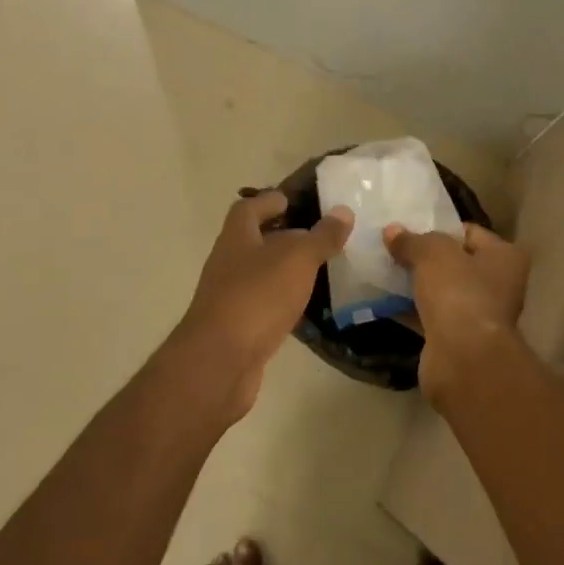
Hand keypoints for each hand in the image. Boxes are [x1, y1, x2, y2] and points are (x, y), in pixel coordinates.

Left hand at [173, 191, 353, 419]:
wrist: (220, 363)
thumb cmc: (257, 297)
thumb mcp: (297, 259)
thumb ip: (321, 236)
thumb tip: (343, 211)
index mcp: (237, 237)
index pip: (249, 208)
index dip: (270, 201)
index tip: (294, 201)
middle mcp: (228, 263)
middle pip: (254, 240)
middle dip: (283, 236)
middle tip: (318, 236)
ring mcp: (230, 297)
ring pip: (260, 274)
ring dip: (285, 270)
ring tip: (320, 270)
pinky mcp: (237, 328)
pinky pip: (263, 305)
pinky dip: (283, 301)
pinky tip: (306, 307)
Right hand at [383, 222, 529, 406]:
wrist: (463, 359)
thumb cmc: (459, 293)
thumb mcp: (432, 254)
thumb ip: (412, 240)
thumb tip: (392, 231)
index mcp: (504, 257)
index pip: (469, 232)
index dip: (439, 228)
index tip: (409, 228)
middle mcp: (499, 285)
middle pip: (455, 262)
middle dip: (425, 258)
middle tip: (393, 249)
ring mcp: (478, 314)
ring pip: (441, 291)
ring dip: (416, 284)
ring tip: (383, 271)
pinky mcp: (457, 339)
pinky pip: (430, 316)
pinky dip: (410, 309)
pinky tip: (384, 300)